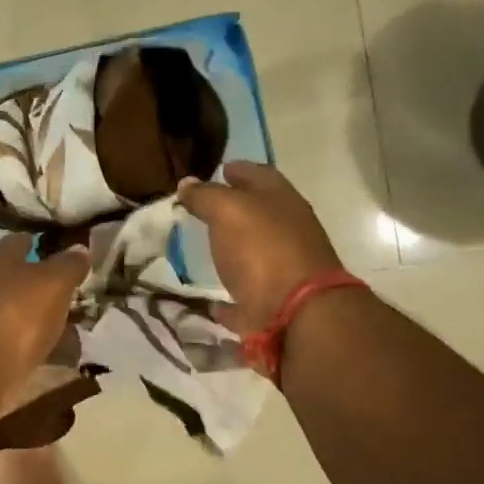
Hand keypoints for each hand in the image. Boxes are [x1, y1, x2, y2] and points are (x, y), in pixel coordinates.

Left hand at [0, 234, 90, 389]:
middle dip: (44, 287)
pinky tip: (61, 358)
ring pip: (20, 317)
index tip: (62, 247)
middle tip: (77, 293)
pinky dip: (39, 350)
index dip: (39, 242)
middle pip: (17, 282)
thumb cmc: (16, 314)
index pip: (17, 243)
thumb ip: (68, 266)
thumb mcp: (52, 283)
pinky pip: (20, 348)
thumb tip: (80, 248)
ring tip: (76, 329)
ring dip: (44, 322)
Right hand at [176, 163, 343, 332]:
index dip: (238, 170)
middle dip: (236, 209)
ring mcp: (283, 271)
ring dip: (234, 250)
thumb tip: (187, 183)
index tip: (218, 169)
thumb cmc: (263, 250)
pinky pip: (246, 298)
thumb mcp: (228, 211)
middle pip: (260, 215)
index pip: (259, 175)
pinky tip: (213, 301)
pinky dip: (230, 300)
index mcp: (281, 201)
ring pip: (255, 254)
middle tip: (205, 209)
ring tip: (206, 249)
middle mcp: (287, 232)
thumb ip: (206, 196)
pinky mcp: (272, 305)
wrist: (297, 313)